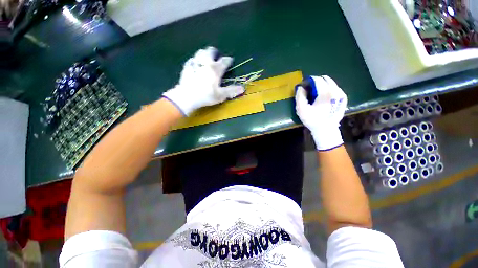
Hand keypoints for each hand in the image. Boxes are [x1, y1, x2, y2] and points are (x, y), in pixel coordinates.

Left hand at [163, 47, 244, 115]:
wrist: (187, 96)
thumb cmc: (206, 95)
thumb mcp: (221, 95)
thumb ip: (231, 91)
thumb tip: (242, 88)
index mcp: (215, 69)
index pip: (224, 61)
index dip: (228, 60)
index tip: (230, 60)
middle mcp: (206, 63)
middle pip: (210, 51)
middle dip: (215, 52)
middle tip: (217, 57)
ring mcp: (195, 63)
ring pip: (200, 52)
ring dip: (205, 54)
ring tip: (206, 59)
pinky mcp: (187, 67)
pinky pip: (192, 59)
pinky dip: (195, 60)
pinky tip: (195, 64)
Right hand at [295, 75, 346, 150]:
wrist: (326, 130)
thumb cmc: (312, 120)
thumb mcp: (301, 109)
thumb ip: (300, 96)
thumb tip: (301, 87)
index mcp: (325, 92)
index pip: (316, 79)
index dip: (308, 80)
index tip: (303, 85)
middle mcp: (335, 90)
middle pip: (325, 79)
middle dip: (316, 82)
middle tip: (309, 89)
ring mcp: (341, 94)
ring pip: (331, 83)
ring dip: (322, 85)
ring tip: (315, 94)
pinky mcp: (343, 98)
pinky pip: (335, 88)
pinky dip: (328, 89)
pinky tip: (323, 97)